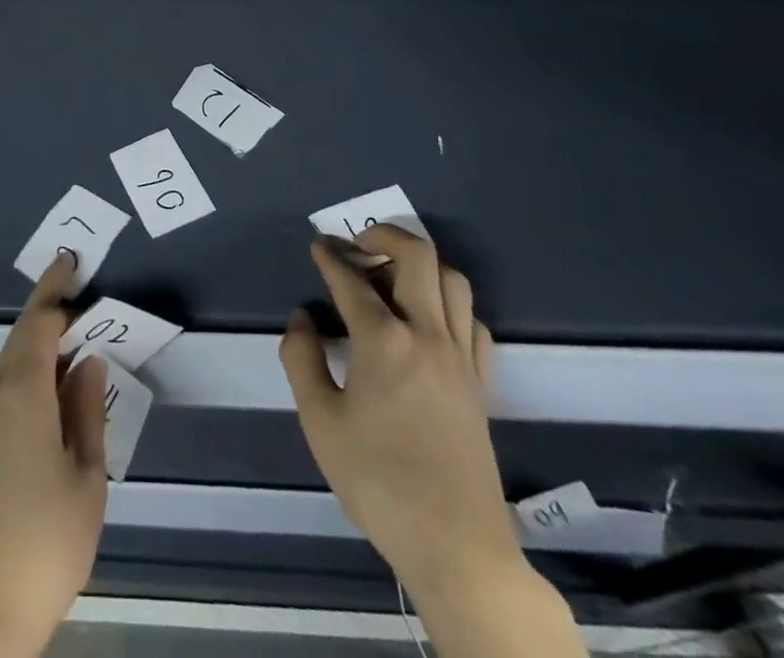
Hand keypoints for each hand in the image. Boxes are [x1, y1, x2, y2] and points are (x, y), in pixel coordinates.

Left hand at [0, 252, 106, 657]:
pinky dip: (30, 376)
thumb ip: (87, 409)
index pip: (38, 321)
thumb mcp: (86, 476)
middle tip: (84, 301)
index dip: (55, 288)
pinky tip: (53, 394)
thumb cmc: (44, 542)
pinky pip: (4, 391)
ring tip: (78, 346)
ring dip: (42, 348)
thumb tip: (89, 361)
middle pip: (22, 339)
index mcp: (20, 392)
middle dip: (51, 315)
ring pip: (12, 365)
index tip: (69, 260)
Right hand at [280, 228, 583, 657]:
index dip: (330, 257)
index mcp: (384, 341)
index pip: (352, 281)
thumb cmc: (379, 482)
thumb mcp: (320, 423)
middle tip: (359, 243)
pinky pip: (474, 321)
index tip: (317, 245)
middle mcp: (427, 334)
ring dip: (422, 264)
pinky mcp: (482, 383)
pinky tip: (430, 319)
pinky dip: (450, 303)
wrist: (457, 547)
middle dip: (385, 235)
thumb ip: (302, 360)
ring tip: (393, 274)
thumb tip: (302, 319)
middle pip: (418, 257)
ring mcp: (461, 357)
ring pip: (453, 281)